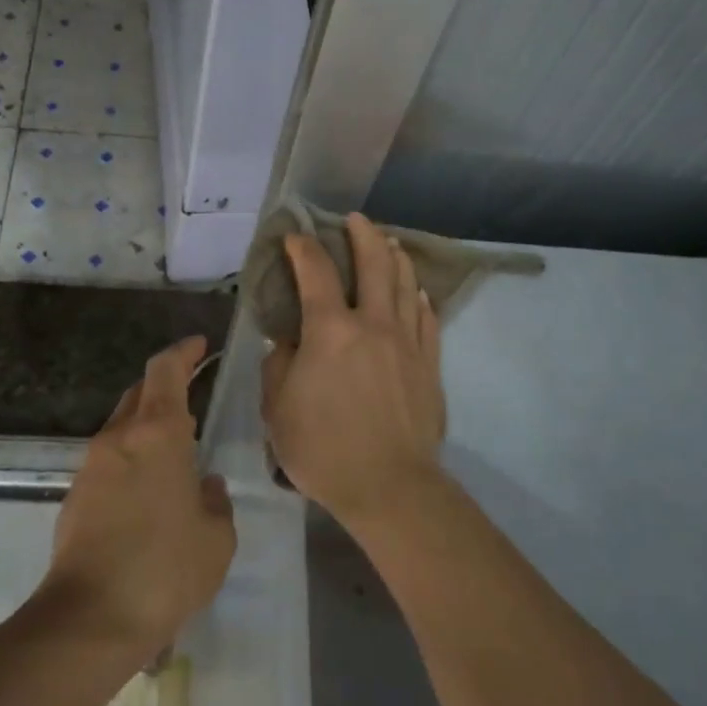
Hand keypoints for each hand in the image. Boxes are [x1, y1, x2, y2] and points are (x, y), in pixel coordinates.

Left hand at [42, 336, 235, 657]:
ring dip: (147, 423)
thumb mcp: (216, 538)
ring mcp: (92, 464)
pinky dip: (132, 456)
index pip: (165, 369)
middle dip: (166, 384)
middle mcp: (120, 437)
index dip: (183, 351)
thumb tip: (203, 486)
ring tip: (175, 448)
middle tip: (193, 394)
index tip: (200, 345)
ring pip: (122, 424)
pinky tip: (149, 489)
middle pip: (140, 391)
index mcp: (158, 433)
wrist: (90, 619)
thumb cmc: (165, 569)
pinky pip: (110, 458)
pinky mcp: (76, 494)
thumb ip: (215, 502)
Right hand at [261, 213, 447, 530]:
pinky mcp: (429, 364)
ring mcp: (407, 342)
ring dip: (396, 257)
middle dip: (363, 234)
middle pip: (374, 263)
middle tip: (355, 219)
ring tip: (390, 243)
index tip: (294, 237)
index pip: (314, 272)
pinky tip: (417, 292)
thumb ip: (279, 364)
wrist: (389, 486)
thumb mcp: (277, 408)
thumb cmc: (322, 448)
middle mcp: (373, 323)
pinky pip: (427, 318)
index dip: (302, 248)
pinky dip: (419, 298)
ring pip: (405, 284)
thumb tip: (288, 341)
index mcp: (330, 330)